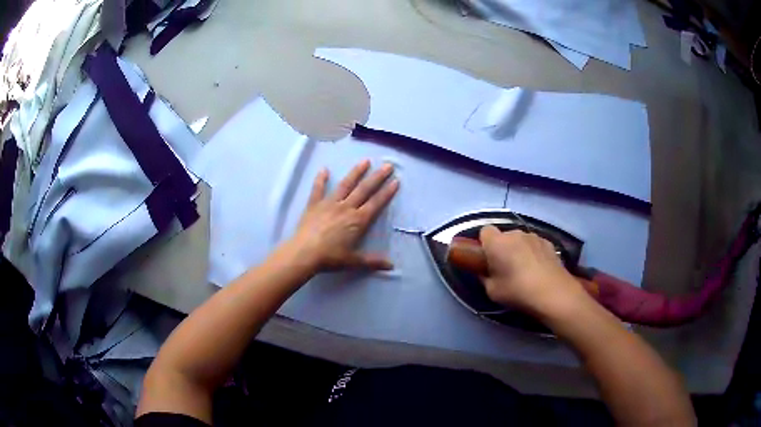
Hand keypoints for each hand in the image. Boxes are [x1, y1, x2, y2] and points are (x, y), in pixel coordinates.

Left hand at [289, 160, 399, 271]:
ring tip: (365, 161)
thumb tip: (392, 266)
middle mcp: (346, 208)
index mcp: (358, 221)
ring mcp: (329, 204)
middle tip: (387, 165)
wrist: (304, 253)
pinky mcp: (314, 205)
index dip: (387, 193)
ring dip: (356, 172)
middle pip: (364, 190)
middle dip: (377, 177)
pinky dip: (321, 179)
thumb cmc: (330, 258)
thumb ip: (373, 261)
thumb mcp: (353, 261)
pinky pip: (318, 189)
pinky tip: (324, 169)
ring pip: (345, 185)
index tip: (395, 181)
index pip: (376, 204)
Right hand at [479, 225, 586, 313]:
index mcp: (497, 242)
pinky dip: (533, 253)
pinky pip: (534, 244)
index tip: (487, 259)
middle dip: (503, 248)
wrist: (553, 293)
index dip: (485, 244)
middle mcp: (515, 233)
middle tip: (505, 268)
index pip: (485, 231)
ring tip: (524, 270)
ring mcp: (534, 236)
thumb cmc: (517, 291)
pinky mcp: (548, 242)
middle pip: (504, 236)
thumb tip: (486, 272)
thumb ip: (485, 277)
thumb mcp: (492, 291)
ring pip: (520, 239)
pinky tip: (538, 269)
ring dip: (519, 249)